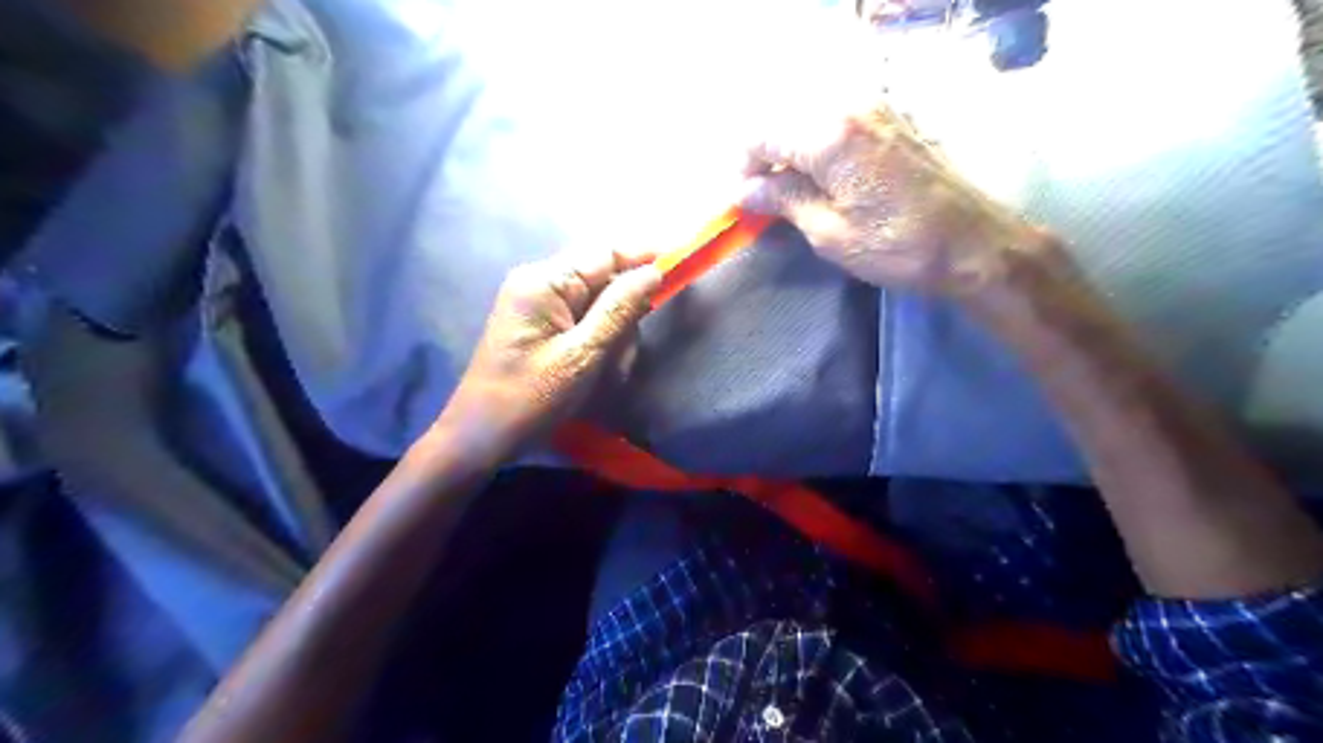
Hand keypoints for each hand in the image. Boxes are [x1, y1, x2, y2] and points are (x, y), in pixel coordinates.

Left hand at [437, 249, 660, 457]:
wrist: (481, 437)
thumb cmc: (530, 398)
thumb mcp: (582, 355)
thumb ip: (619, 309)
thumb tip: (653, 271)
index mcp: (544, 281)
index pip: (605, 252)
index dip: (643, 257)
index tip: (679, 266)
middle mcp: (540, 283)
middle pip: (603, 279)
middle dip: (624, 314)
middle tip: (622, 354)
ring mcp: (539, 305)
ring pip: (598, 306)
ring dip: (613, 336)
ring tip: (605, 374)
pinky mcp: (541, 327)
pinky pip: (584, 324)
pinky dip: (598, 345)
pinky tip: (594, 374)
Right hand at [741, 103, 1065, 305]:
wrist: (972, 245)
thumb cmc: (895, 246)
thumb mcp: (828, 232)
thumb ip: (782, 202)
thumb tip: (744, 192)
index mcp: (828, 133)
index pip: (761, 134)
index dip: (744, 167)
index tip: (745, 201)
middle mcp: (850, 106)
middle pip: (785, 119)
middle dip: (767, 158)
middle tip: (766, 200)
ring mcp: (876, 109)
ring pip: (811, 119)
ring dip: (794, 152)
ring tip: (794, 194)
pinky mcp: (894, 120)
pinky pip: (839, 122)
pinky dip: (820, 147)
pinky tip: (825, 180)